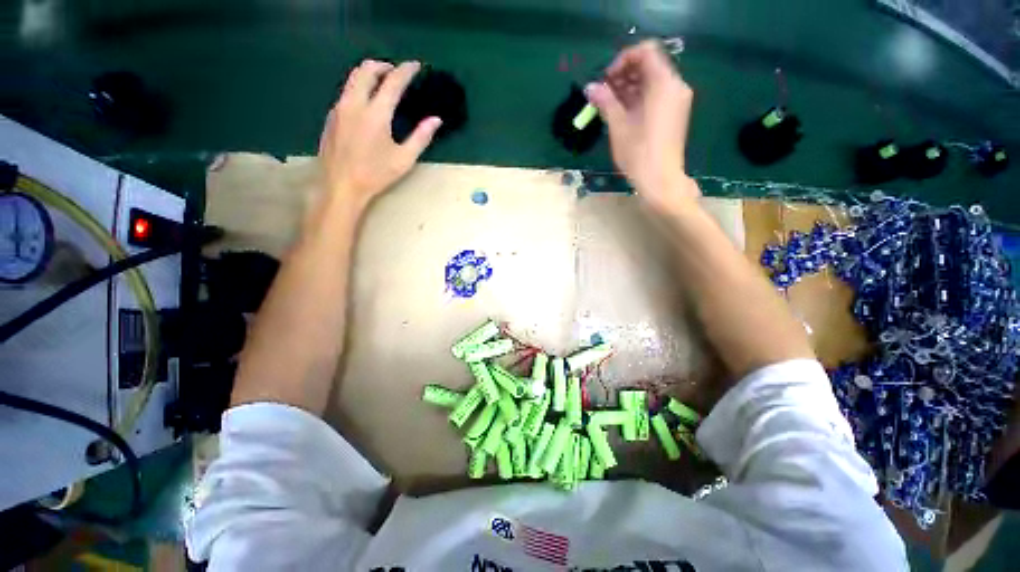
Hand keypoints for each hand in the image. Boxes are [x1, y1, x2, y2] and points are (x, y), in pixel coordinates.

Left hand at [319, 60, 441, 210]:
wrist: (341, 185)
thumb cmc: (376, 175)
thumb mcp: (404, 159)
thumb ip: (421, 137)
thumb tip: (436, 120)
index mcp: (376, 114)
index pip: (393, 82)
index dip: (406, 70)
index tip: (415, 65)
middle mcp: (355, 103)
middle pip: (367, 69)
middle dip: (384, 65)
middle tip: (396, 72)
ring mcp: (340, 108)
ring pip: (353, 78)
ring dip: (369, 73)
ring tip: (382, 83)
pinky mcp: (332, 116)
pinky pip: (346, 91)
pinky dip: (360, 88)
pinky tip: (367, 103)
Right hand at [584, 40, 699, 213]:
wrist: (660, 179)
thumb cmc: (638, 152)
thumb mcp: (618, 125)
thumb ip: (605, 101)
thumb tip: (590, 88)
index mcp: (663, 83)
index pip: (645, 51)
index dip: (623, 60)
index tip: (606, 80)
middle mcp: (675, 85)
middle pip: (649, 65)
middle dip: (624, 74)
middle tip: (604, 93)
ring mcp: (677, 100)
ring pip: (652, 81)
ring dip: (630, 87)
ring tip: (610, 105)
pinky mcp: (675, 114)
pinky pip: (657, 95)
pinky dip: (639, 98)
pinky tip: (624, 113)